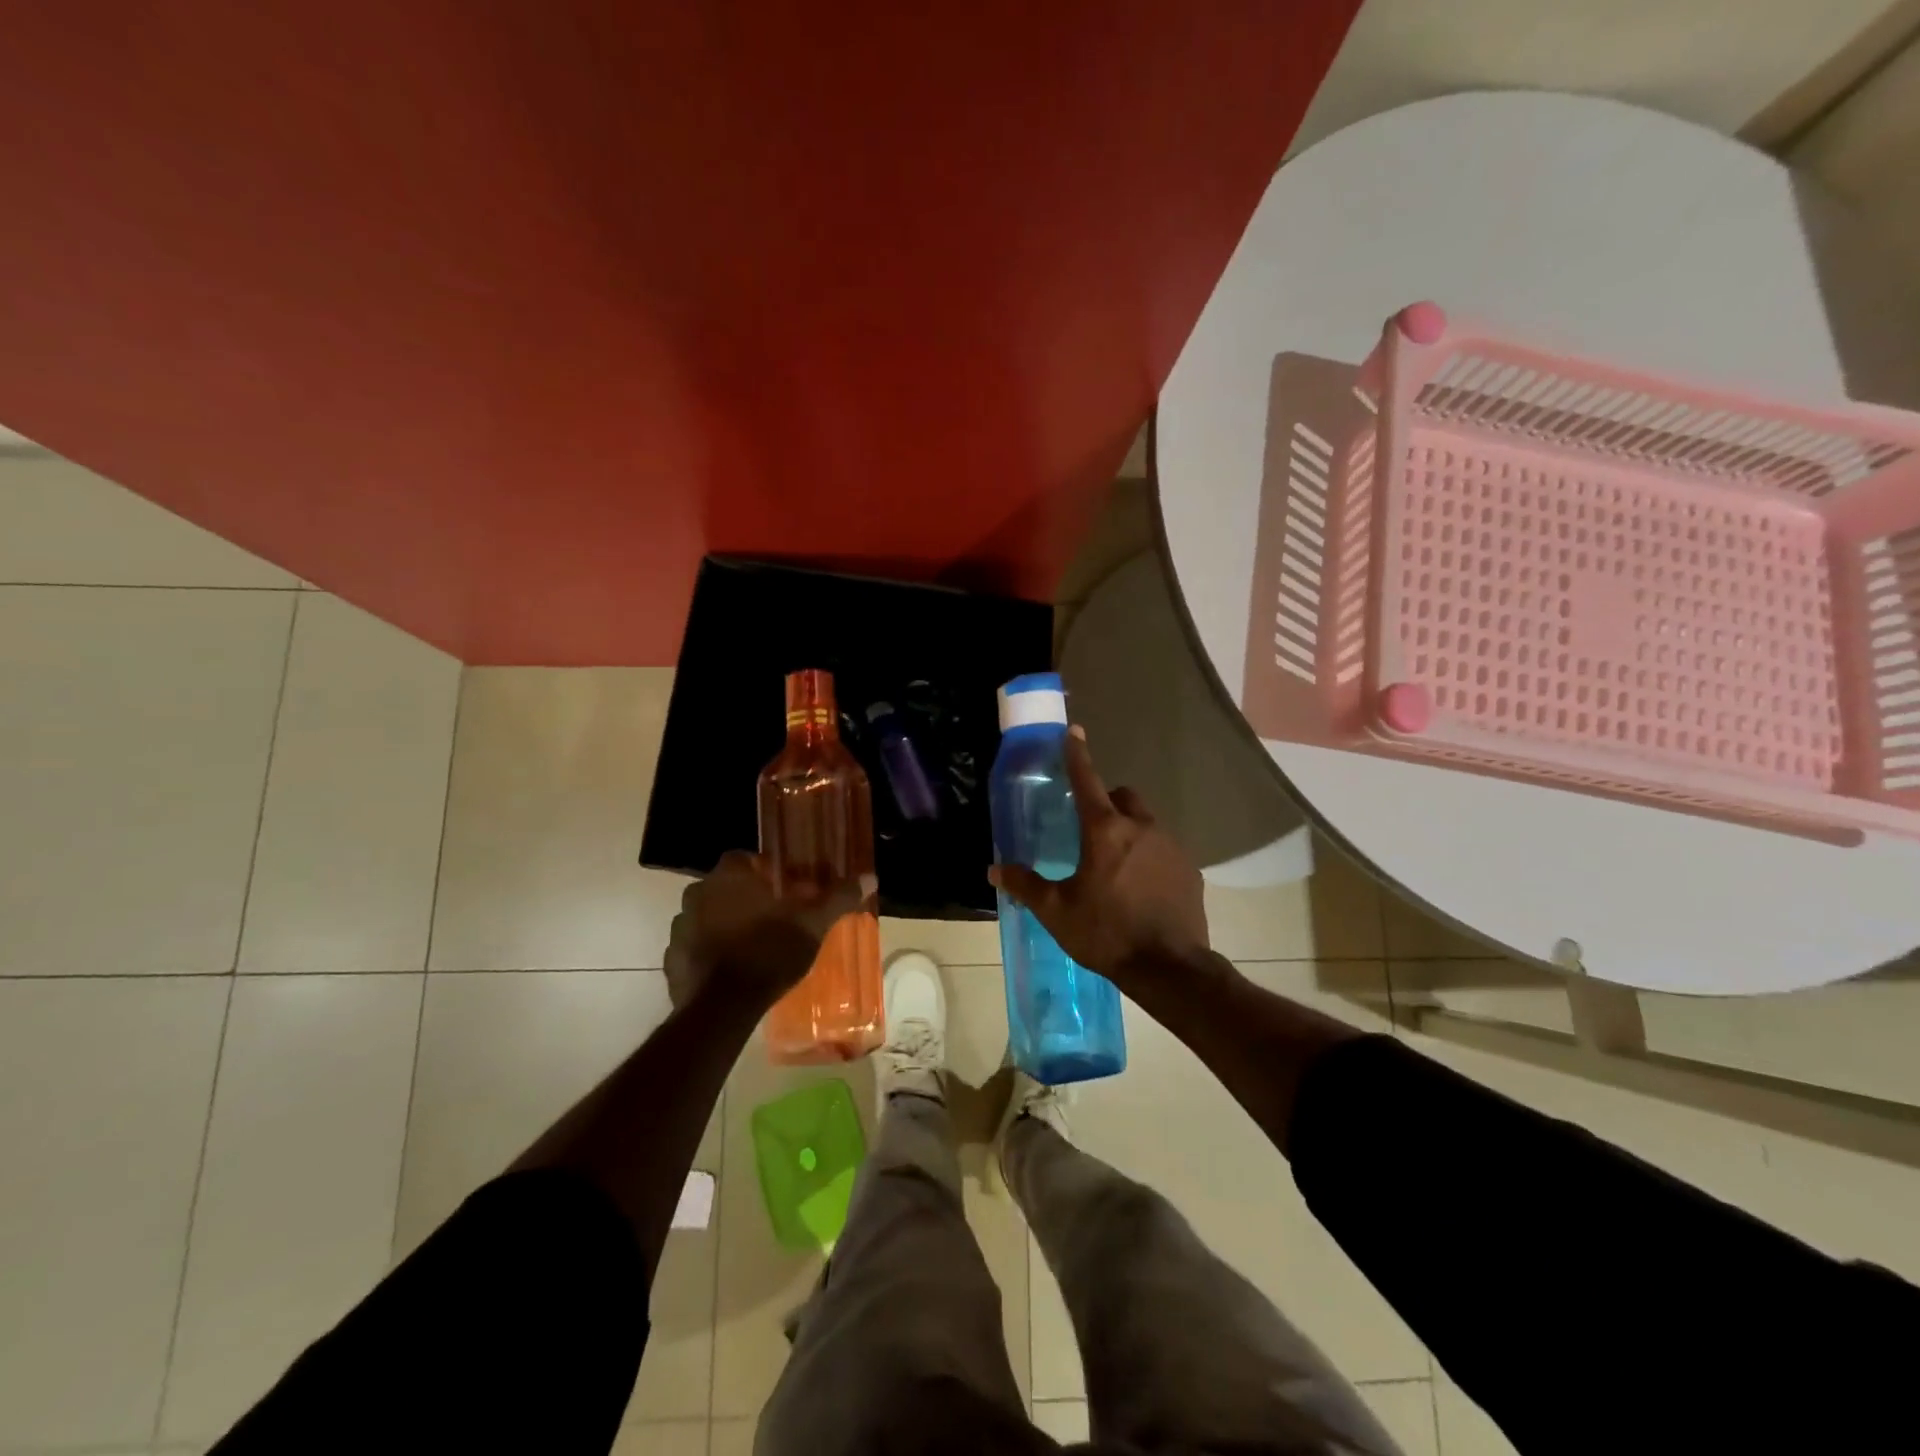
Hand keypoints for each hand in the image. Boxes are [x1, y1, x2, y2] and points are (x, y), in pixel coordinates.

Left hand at [664, 851, 870, 1010]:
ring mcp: (679, 927)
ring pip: (707, 916)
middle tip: (772, 918)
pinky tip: (731, 970)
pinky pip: (694, 947)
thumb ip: (838, 897)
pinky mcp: (670, 960)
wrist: (723, 1008)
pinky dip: (709, 953)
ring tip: (753, 945)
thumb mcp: (812, 924)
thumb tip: (869, 877)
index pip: (744, 859)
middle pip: (725, 887)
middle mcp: (697, 893)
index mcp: (729, 876)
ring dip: (725, 925)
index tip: (784, 890)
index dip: (765, 872)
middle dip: (745, 898)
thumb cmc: (769, 952)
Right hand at [988, 729, 1208, 990]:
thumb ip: (1025, 885)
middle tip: (1091, 830)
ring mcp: (1171, 846)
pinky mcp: (1189, 869)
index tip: (1074, 732)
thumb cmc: (1106, 933)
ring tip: (1116, 865)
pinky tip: (1142, 887)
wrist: (1170, 968)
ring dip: (1129, 830)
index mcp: (1104, 831)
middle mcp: (1141, 827)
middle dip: (1107, 801)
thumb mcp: (1057, 911)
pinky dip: (1150, 856)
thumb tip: (994, 870)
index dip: (1077, 754)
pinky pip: (1164, 848)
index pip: (1087, 780)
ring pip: (1146, 822)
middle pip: (1123, 796)